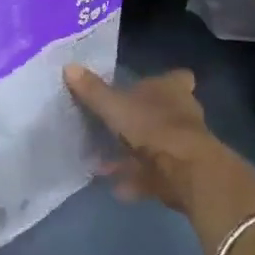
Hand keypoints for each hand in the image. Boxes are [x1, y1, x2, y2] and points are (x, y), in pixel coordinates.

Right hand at [64, 64, 254, 254]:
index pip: (176, 78)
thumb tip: (69, 66)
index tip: (147, 86)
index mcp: (172, 89)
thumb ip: (92, 90)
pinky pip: (154, 175)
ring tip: (104, 165)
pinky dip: (137, 181)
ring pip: (157, 145)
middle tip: (115, 126)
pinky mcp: (181, 173)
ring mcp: (184, 144)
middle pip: (165, 112)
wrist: (185, 171)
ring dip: (134, 155)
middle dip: (142, 120)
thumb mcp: (114, 106)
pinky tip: (116, 189)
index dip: (164, 81)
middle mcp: (182, 113)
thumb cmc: (151, 126)